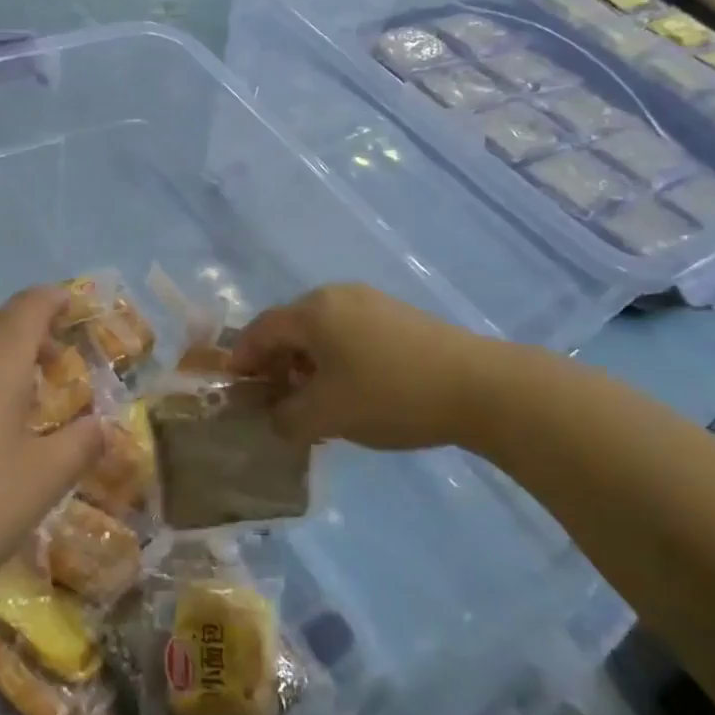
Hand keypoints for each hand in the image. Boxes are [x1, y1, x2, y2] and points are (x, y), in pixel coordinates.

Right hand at [229, 283, 491, 448]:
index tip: (236, 389)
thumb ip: (287, 418)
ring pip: (321, 330)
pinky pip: (349, 332)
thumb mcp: (327, 416)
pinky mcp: (398, 315)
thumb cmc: (390, 395)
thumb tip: (274, 418)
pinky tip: (350, 388)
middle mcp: (336, 296)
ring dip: (306, 362)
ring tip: (312, 399)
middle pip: (290, 327)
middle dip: (275, 362)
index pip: (260, 330)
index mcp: (312, 312)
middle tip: (273, 398)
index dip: (242, 359)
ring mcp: (371, 302)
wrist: (479, 387)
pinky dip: (335, 358)